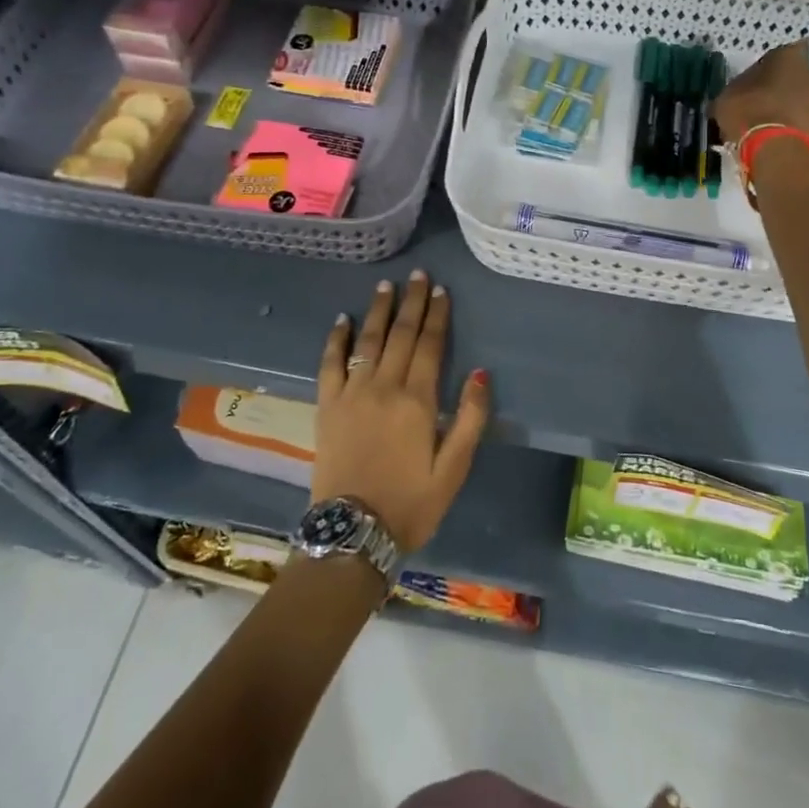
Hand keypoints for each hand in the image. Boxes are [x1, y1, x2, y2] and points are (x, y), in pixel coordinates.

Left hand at [312, 272, 490, 552]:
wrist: (353, 532)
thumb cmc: (411, 503)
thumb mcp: (453, 468)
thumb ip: (469, 418)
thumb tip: (482, 372)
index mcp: (417, 400)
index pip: (429, 345)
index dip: (436, 315)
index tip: (440, 290)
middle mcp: (384, 386)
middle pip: (400, 335)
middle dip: (411, 303)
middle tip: (417, 275)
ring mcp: (351, 393)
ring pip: (367, 341)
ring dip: (378, 311)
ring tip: (385, 285)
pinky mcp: (327, 406)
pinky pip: (330, 363)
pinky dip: (336, 339)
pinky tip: (342, 319)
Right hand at [714, 39, 808, 142]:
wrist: (775, 146)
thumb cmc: (748, 109)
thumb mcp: (726, 96)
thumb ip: (734, 91)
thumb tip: (730, 99)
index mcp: (787, 55)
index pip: (773, 56)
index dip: (760, 70)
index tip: (748, 84)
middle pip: (791, 76)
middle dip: (777, 87)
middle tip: (757, 103)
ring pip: (798, 97)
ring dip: (785, 106)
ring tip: (763, 122)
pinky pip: (801, 117)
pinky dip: (789, 123)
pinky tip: (771, 134)